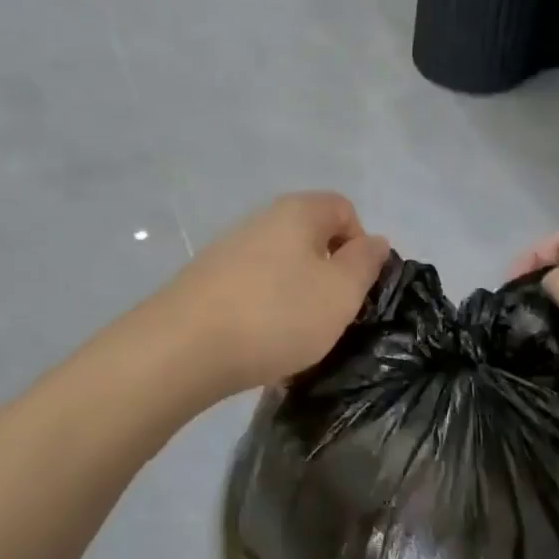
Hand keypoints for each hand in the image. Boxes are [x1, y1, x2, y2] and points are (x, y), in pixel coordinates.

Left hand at [164, 193, 389, 397]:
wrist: (183, 348)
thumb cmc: (277, 314)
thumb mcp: (341, 292)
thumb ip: (365, 263)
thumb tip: (374, 241)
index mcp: (298, 212)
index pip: (344, 209)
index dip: (360, 245)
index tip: (356, 287)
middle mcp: (261, 220)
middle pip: (311, 237)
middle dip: (328, 274)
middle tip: (330, 315)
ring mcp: (229, 249)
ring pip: (282, 265)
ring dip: (297, 295)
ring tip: (295, 334)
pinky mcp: (206, 280)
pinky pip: (252, 287)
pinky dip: (265, 309)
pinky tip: (260, 340)